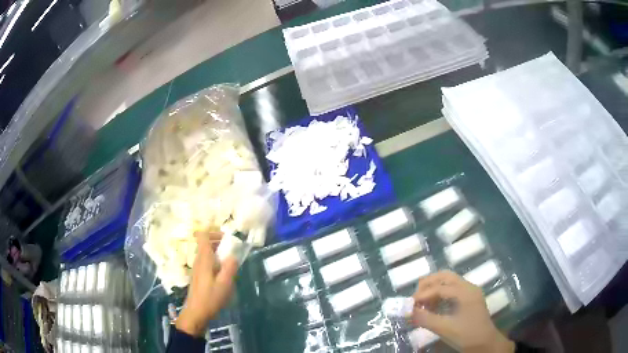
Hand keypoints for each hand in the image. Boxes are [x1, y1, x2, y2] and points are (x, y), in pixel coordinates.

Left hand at [176, 232, 238, 336]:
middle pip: (205, 243)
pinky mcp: (198, 276)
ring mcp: (197, 268)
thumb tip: (234, 255)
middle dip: (219, 242)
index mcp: (204, 259)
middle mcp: (199, 260)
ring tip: (230, 263)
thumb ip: (230, 267)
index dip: (214, 232)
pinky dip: (215, 262)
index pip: (203, 236)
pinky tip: (224, 274)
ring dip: (218, 253)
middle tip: (232, 251)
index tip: (227, 239)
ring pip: (206, 253)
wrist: (196, 313)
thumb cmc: (210, 298)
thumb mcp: (224, 284)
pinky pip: (207, 262)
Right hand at [411, 271, 513, 352]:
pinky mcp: (469, 299)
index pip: (440, 287)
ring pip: (448, 282)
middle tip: (415, 298)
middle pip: (445, 276)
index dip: (422, 295)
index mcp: (465, 292)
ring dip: (433, 289)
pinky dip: (439, 295)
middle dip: (427, 284)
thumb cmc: (467, 335)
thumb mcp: (445, 329)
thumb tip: (407, 311)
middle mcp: (468, 287)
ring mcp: (470, 292)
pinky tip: (433, 307)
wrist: (486, 344)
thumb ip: (425, 319)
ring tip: (422, 303)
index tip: (408, 305)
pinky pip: (452, 290)